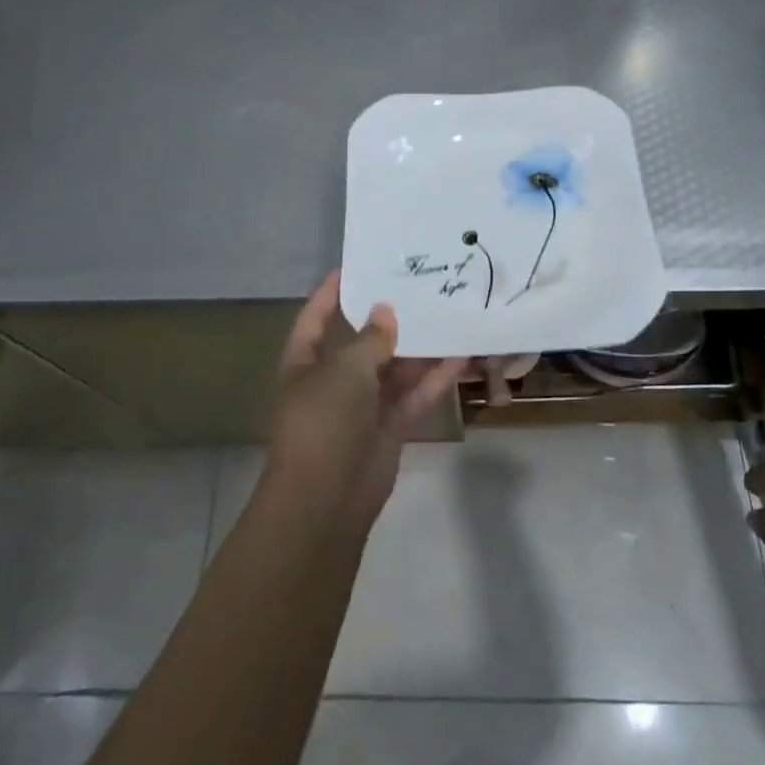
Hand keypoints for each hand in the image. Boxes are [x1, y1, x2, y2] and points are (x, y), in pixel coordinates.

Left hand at [263, 272, 468, 531]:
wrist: (327, 499)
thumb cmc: (323, 421)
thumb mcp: (343, 370)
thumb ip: (370, 339)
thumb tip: (385, 311)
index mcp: (304, 362)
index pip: (316, 318)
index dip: (332, 292)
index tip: (357, 266)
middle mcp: (332, 380)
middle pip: (362, 342)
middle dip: (387, 318)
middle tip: (417, 285)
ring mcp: (362, 406)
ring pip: (394, 368)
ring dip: (418, 347)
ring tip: (447, 312)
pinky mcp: (390, 427)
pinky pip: (413, 395)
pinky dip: (434, 378)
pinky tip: (460, 355)